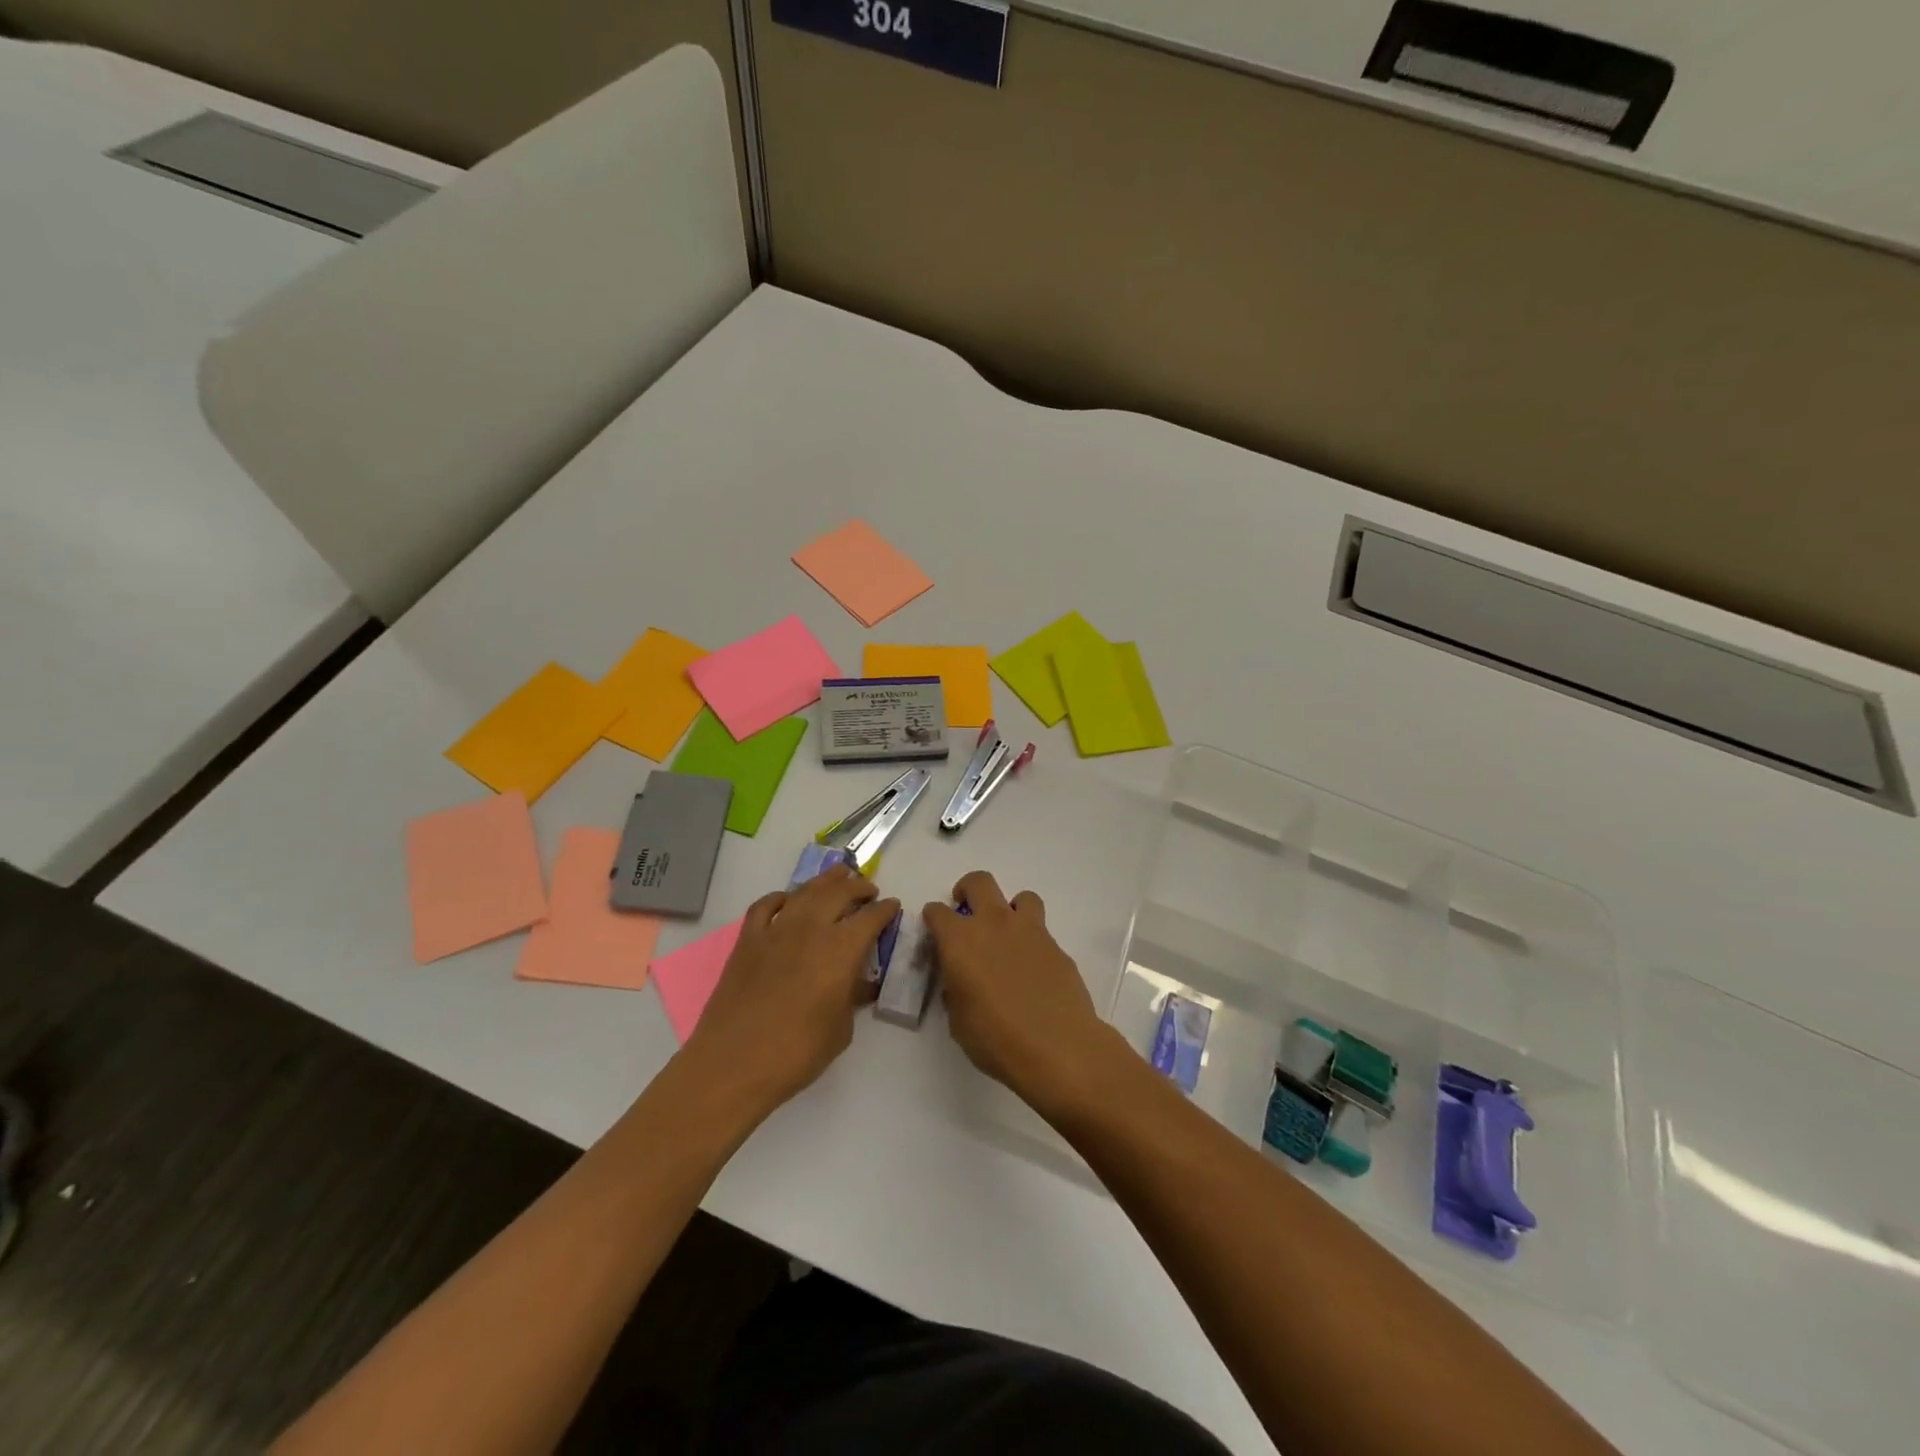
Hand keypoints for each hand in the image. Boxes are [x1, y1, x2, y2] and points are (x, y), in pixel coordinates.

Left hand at [684, 864, 900, 1115]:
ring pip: (805, 891)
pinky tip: (788, 901)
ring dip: (825, 881)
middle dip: (859, 887)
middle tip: (868, 890)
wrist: (734, 1063)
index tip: (892, 907)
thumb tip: (858, 982)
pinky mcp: (747, 940)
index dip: (885, 909)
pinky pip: (766, 906)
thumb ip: (852, 995)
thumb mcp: (842, 1028)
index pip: (871, 917)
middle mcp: (811, 928)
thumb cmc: (797, 1052)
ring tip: (838, 877)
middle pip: (840, 892)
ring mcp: (776, 930)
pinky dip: (781, 898)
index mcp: (842, 948)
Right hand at [922, 871, 1117, 1118]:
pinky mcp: (1056, 945)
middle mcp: (993, 924)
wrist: (1057, 1047)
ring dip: (1011, 909)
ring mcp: (1029, 931)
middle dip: (968, 890)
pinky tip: (1033, 970)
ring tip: (1008, 934)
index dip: (933, 919)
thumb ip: (955, 992)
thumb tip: (959, 982)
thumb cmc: (996, 1039)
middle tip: (966, 910)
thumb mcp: (958, 1022)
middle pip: (979, 882)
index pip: (937, 912)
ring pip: (1020, 897)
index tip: (934, 931)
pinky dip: (1033, 941)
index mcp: (960, 941)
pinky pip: (1041, 931)